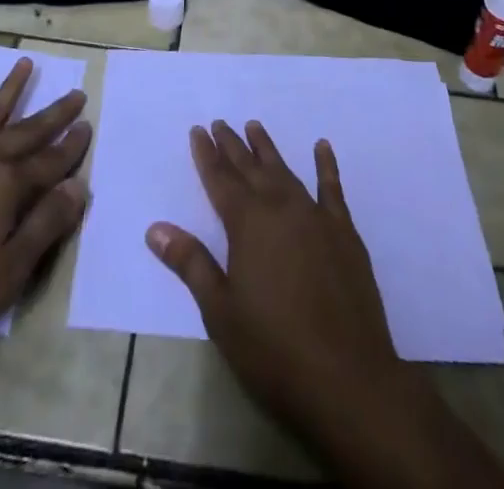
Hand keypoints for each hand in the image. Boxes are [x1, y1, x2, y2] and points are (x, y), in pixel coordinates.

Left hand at [0, 57, 90, 354]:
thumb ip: (46, 224)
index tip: (89, 124)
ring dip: (9, 91)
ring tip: (25, 64)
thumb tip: (79, 185)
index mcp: (7, 187)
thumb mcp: (10, 270)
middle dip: (54, 113)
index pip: (50, 161)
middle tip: (76, 92)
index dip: (72, 145)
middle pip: (26, 132)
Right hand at [146, 121, 408, 436]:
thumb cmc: (274, 350)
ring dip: (267, 150)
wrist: (348, 380)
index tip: (197, 130)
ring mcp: (316, 217)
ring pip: (285, 172)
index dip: (207, 155)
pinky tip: (322, 147)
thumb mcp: (221, 312)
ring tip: (254, 127)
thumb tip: (156, 228)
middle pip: (250, 169)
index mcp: (248, 224)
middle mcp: (280, 208)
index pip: (220, 180)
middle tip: (220, 123)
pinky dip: (326, 166)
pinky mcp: (344, 233)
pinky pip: (332, 189)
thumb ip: (191, 264)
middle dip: (232, 146)